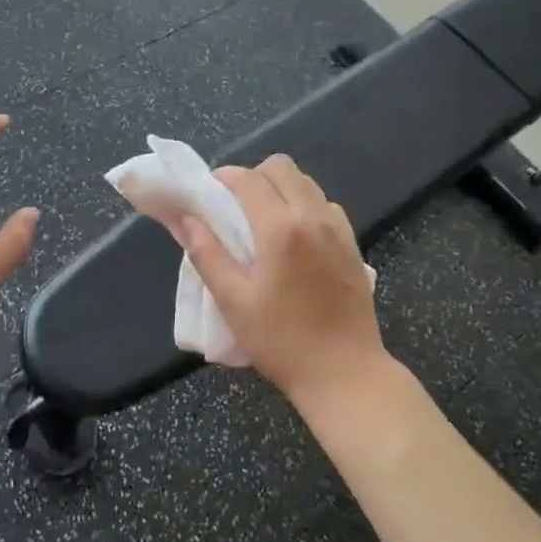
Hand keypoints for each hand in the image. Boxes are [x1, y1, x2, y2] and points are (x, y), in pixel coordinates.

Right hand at [178, 155, 385, 404]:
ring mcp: (338, 229)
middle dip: (254, 176)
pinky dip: (304, 206)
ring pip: (306, 183)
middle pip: (282, 167)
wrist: (345, 374)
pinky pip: (325, 205)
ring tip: (263, 220)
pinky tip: (294, 238)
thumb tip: (187, 220)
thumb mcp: (233, 301)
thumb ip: (207, 253)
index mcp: (281, 228)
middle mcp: (313, 217)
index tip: (209, 193)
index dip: (224, 178)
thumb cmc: (281, 340)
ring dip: (280, 188)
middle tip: (235, 205)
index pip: (249, 179)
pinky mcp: (353, 245)